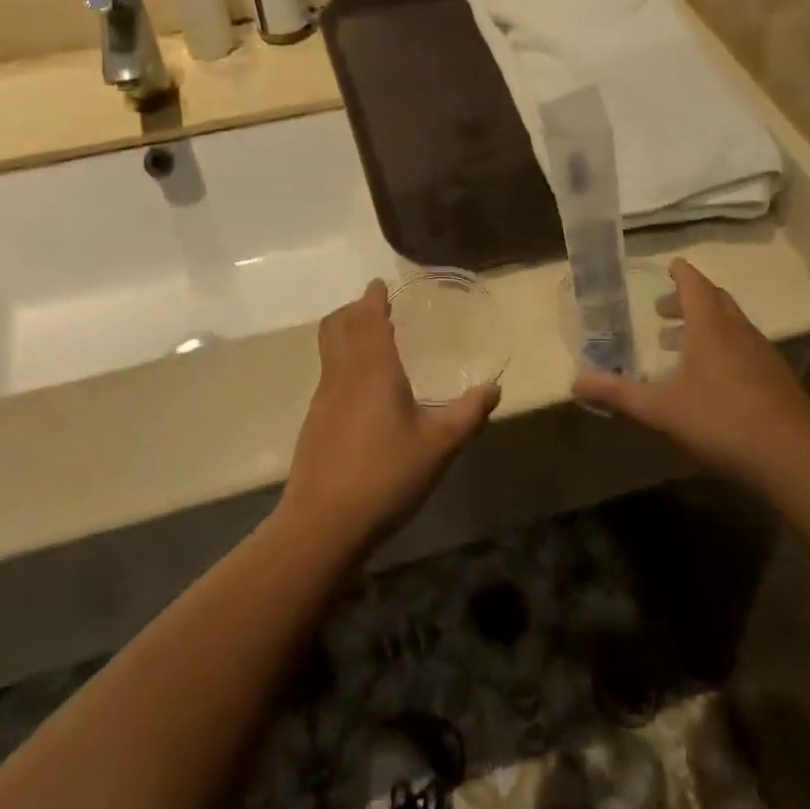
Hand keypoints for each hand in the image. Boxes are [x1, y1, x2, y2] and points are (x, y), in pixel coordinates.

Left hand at [280, 280, 499, 554]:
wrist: (324, 523)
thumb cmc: (386, 475)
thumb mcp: (439, 446)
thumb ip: (468, 414)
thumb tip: (495, 388)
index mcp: (372, 369)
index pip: (367, 317)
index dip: (373, 298)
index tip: (380, 285)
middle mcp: (342, 375)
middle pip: (337, 326)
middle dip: (354, 310)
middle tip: (377, 308)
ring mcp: (323, 399)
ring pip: (329, 350)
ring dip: (345, 335)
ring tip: (373, 343)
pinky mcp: (314, 423)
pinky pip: (328, 376)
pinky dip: (342, 363)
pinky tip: (363, 392)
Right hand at [572, 259, 809, 492]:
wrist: (795, 458)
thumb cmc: (721, 422)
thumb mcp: (660, 410)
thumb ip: (617, 394)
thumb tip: (575, 381)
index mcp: (710, 327)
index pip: (694, 285)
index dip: (680, 273)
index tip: (669, 265)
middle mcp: (739, 332)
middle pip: (715, 301)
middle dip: (689, 299)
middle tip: (662, 310)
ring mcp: (763, 355)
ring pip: (732, 326)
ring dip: (706, 326)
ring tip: (681, 345)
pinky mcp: (778, 380)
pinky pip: (745, 350)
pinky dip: (724, 349)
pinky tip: (713, 381)